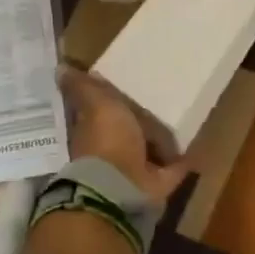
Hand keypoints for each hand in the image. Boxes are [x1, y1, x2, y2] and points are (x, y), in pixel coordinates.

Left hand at [59, 66, 188, 205]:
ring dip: (161, 140)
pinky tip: (194, 146)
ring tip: (179, 120)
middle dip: (138, 121)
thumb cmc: (108, 140)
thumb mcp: (96, 105)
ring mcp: (135, 168)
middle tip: (158, 100)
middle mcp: (113, 150)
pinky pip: (172, 167)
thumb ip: (84, 88)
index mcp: (95, 130)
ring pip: (149, 149)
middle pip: (127, 131)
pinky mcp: (157, 182)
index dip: (108, 100)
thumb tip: (60, 67)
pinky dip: (182, 160)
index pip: (100, 111)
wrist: (120, 186)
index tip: (122, 86)